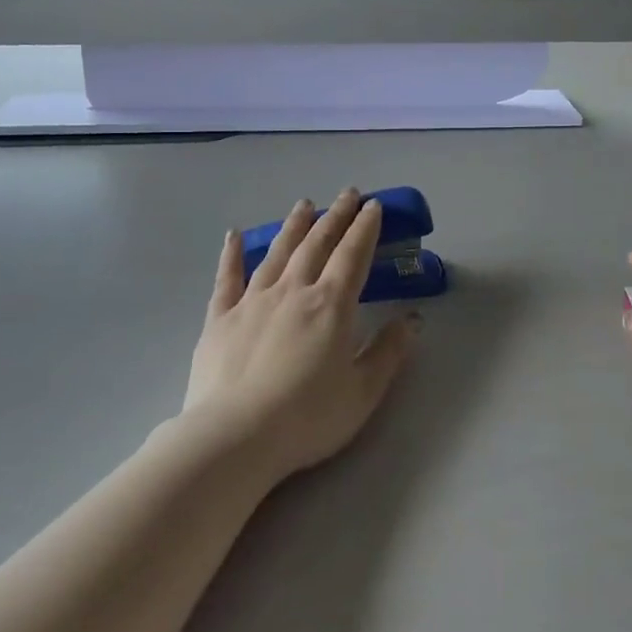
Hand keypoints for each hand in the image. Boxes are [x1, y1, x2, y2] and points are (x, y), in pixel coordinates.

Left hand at [184, 189, 420, 482]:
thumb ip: (388, 352)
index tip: (373, 206)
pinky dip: (232, 254)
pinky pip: (227, 278)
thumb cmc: (307, 418)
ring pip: (277, 253)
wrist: (235, 437)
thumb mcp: (362, 392)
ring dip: (293, 226)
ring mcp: (252, 301)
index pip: (352, 256)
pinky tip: (234, 235)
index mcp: (330, 306)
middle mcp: (292, 291)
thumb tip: (412, 319)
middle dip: (335, 217)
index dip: (365, 229)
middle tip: (347, 194)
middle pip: (317, 244)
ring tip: (304, 204)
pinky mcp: (219, 319)